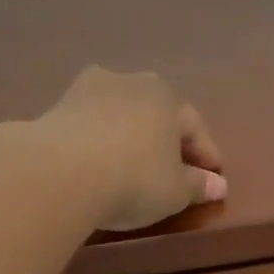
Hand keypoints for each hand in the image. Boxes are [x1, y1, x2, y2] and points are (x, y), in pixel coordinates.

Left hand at [33, 67, 228, 231]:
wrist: (58, 172)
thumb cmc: (135, 178)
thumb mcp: (176, 191)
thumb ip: (198, 186)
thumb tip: (218, 185)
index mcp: (166, 96)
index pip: (194, 126)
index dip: (206, 155)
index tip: (213, 178)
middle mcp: (129, 81)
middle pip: (156, 115)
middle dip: (167, 142)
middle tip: (175, 172)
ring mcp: (87, 90)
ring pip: (121, 117)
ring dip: (130, 139)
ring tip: (134, 169)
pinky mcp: (55, 108)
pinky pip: (90, 128)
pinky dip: (100, 145)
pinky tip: (100, 167)